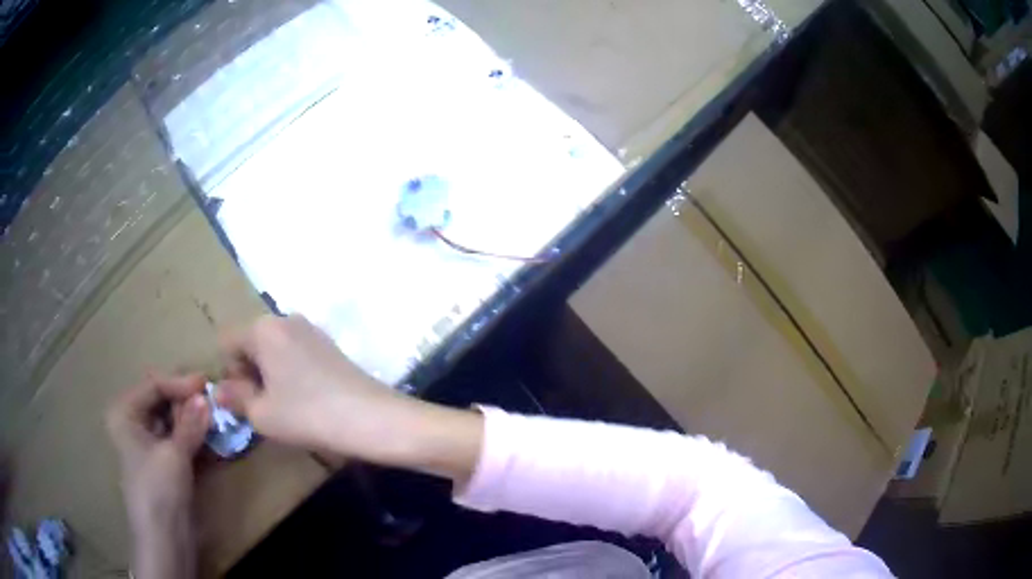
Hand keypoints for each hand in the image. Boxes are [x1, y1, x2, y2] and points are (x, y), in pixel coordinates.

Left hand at [106, 374, 208, 577]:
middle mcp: (134, 423)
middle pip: (163, 401)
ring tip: (218, 419)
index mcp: (126, 413)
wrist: (164, 538)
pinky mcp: (165, 463)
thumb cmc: (159, 490)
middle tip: (214, 400)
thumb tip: (205, 397)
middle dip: (188, 402)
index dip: (179, 383)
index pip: (153, 386)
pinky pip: (180, 441)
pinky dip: (196, 439)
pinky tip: (214, 439)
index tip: (206, 384)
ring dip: (195, 421)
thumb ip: (190, 424)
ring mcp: (150, 444)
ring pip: (173, 422)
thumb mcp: (174, 454)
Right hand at [217, 315, 482, 482]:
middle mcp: (286, 319)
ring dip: (270, 375)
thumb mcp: (262, 413)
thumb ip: (235, 397)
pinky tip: (306, 400)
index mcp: (263, 328)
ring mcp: (311, 330)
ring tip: (286, 406)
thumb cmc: (307, 415)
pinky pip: (295, 354)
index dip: (229, 372)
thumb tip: (218, 389)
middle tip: (264, 406)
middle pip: (251, 343)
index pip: (228, 342)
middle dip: (249, 373)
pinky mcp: (330, 345)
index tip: (245, 399)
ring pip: (274, 350)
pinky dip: (291, 373)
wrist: (372, 418)